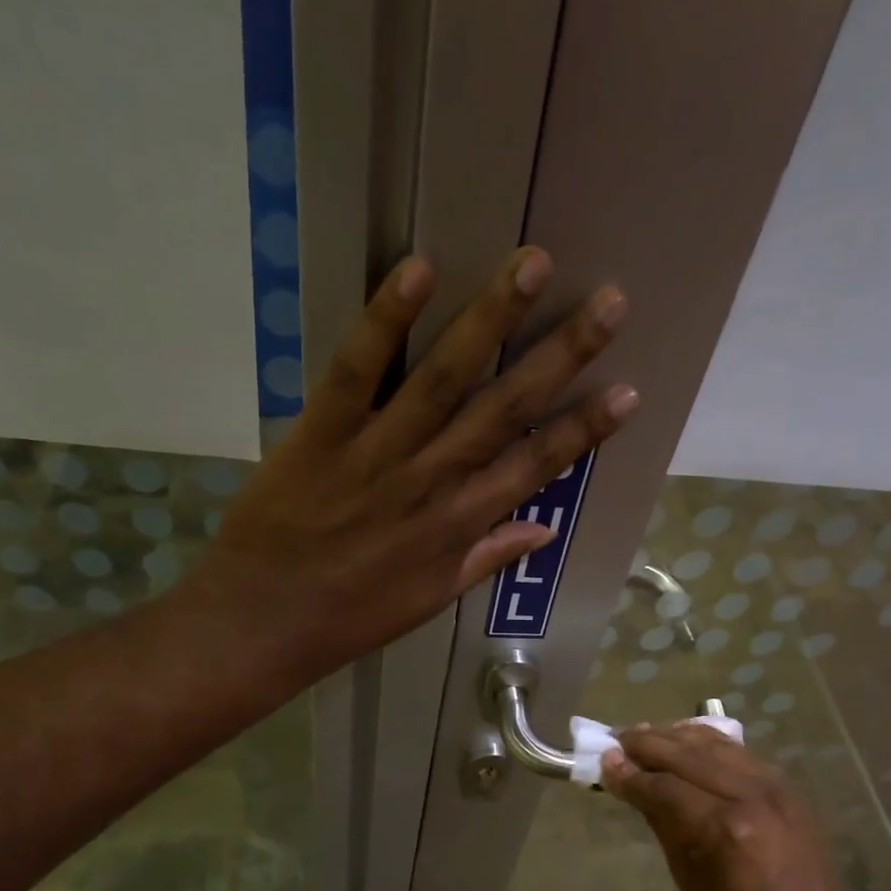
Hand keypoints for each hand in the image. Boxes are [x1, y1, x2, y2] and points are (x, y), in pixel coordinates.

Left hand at [191, 248, 634, 679]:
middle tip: (609, 301)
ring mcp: (376, 455)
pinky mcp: (320, 434)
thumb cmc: (350, 619)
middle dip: (560, 355)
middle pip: (504, 411)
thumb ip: (486, 557)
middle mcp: (430, 482)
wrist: (263, 625)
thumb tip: (545, 529)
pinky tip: (420, 270)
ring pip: (442, 379)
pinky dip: (386, 321)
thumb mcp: (430, 600)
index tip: (628, 391)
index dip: (584, 430)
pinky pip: (356, 372)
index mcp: (458, 527)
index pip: (535, 468)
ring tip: (532, 265)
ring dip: (490, 320)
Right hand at [601, 724, 873, 890]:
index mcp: (726, 828)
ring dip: (677, 736)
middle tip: (616, 740)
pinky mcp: (789, 790)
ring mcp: (777, 788)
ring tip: (645, 735)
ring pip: (717, 744)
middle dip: (648, 745)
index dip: (630, 774)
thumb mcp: (689, 881)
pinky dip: (709, 744)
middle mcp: (753, 795)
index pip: (665, 786)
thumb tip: (632, 787)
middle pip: (689, 754)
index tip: (603, 763)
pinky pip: (740, 753)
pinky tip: (687, 741)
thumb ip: (663, 823)